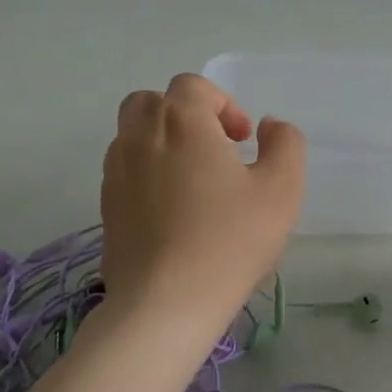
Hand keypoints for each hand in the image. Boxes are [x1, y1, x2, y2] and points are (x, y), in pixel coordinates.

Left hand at [100, 74, 305, 325]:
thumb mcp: (281, 189)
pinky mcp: (106, 206)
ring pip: (133, 133)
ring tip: (195, 179)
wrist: (165, 304)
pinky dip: (148, 171)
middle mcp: (140, 136)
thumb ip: (285, 144)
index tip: (244, 141)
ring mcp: (116, 172)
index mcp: (182, 122)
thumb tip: (270, 126)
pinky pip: (125, 169)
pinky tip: (174, 209)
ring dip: (164, 141)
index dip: (224, 105)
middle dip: (186, 115)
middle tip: (215, 149)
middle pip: (153, 101)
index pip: (193, 86)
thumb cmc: (230, 240)